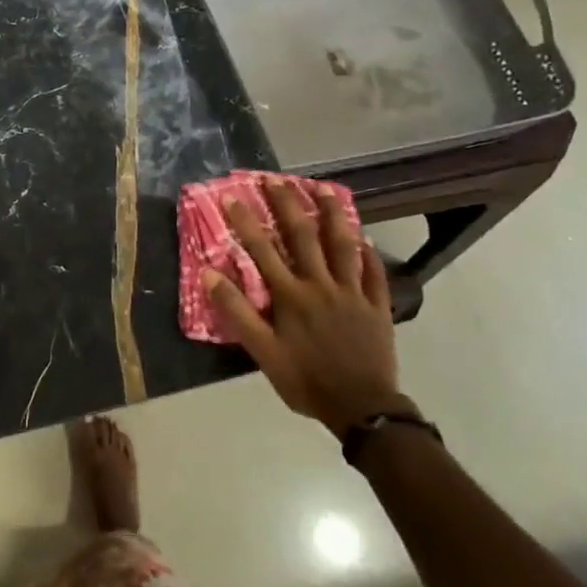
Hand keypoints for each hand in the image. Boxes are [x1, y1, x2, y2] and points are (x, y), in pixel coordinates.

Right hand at [202, 180, 406, 438]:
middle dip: (288, 204)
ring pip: (342, 245)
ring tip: (324, 189)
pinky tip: (364, 238)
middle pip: (303, 236)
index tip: (233, 196)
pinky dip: (368, 253)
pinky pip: (374, 272)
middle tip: (276, 179)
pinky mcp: (377, 306)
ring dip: (332, 214)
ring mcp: (353, 293)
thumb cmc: (305, 380)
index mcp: (291, 295)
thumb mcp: (262, 351)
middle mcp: (321, 285)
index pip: (263, 249)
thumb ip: (236, 310)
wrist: (362, 407)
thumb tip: (209, 273)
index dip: (247, 221)